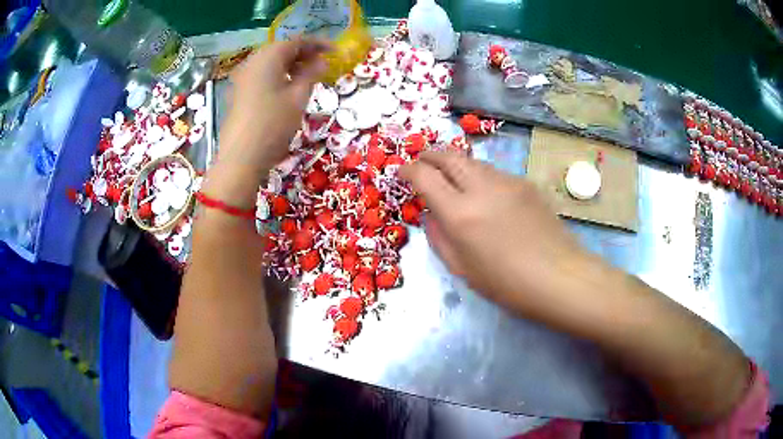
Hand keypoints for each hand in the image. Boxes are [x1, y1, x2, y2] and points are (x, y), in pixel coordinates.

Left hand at [218, 39, 330, 177]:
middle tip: (322, 64)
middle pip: (281, 50)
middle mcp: (252, 62)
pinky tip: (288, 88)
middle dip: (303, 54)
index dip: (317, 44)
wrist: (241, 158)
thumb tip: (321, 61)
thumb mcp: (298, 97)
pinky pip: (261, 75)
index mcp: (268, 58)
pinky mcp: (238, 93)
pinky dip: (277, 76)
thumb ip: (311, 74)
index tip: (335, 51)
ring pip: (270, 63)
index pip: (296, 42)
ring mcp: (242, 78)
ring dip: (290, 65)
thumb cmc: (273, 124)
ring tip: (308, 77)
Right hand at [399, 151, 589, 315]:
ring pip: (473, 161)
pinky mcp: (526, 183)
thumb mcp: (462, 268)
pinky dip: (480, 176)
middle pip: (448, 155)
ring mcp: (507, 181)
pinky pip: (494, 172)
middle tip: (422, 163)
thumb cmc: (507, 283)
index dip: (408, 170)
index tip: (402, 172)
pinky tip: (486, 195)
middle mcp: (482, 187)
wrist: (559, 276)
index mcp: (461, 213)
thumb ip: (439, 236)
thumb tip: (430, 213)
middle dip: (430, 155)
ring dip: (456, 165)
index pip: (424, 175)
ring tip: (453, 179)